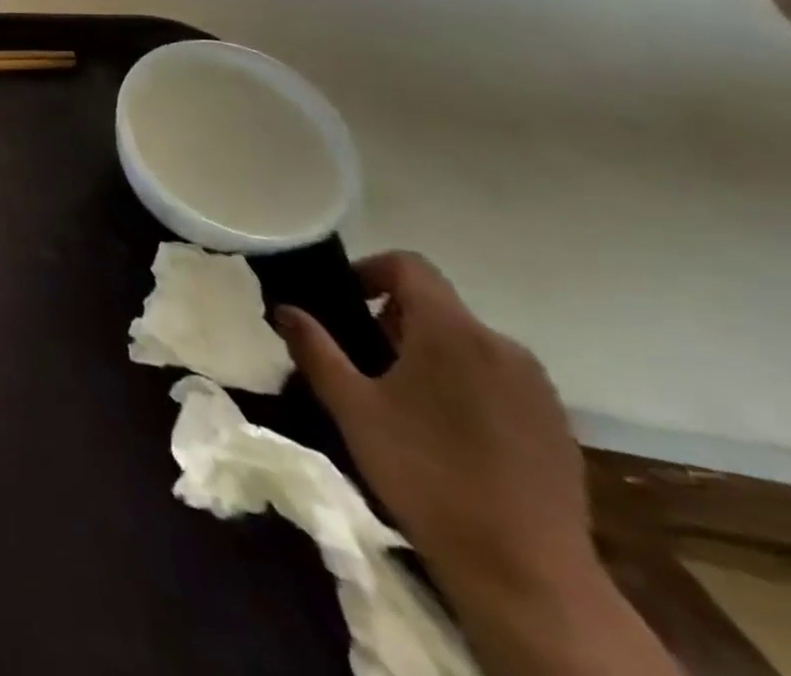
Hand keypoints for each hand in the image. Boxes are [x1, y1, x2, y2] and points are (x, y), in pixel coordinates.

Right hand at [275, 252, 589, 594]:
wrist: (528, 576)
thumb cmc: (425, 474)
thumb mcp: (352, 407)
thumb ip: (315, 348)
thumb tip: (284, 308)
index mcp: (451, 331)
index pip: (409, 265)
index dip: (370, 270)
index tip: (343, 302)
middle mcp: (501, 345)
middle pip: (438, 306)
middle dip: (394, 320)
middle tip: (364, 361)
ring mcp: (537, 388)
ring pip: (469, 344)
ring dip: (430, 353)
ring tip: (402, 400)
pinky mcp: (557, 426)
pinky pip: (499, 380)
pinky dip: (466, 385)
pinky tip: (448, 435)